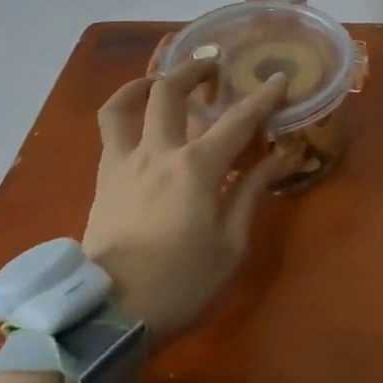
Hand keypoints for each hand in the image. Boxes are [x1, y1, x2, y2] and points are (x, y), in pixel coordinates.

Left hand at [81, 59, 290, 339]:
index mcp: (196, 169)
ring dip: (146, 81)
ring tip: (162, 79)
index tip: (279, 78)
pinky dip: (124, 111)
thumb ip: (250, 193)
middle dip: (195, 70)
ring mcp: (124, 162)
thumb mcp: (229, 246)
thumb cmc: (180, 285)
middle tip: (213, 66)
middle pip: (171, 91)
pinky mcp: (104, 178)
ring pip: (126, 103)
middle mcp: (158, 152)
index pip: (237, 121)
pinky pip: (109, 131)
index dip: (263, 97)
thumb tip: (277, 157)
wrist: (110, 315)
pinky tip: (138, 119)